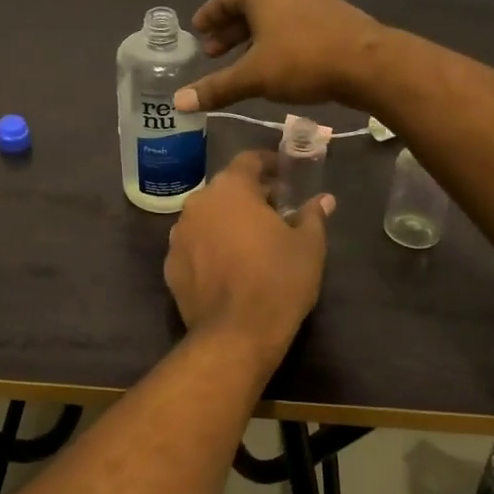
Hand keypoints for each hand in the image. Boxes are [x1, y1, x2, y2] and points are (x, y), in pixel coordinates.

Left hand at [163, 152, 333, 361]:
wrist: (236, 334)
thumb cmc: (279, 279)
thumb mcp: (308, 245)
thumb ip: (313, 215)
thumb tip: (324, 200)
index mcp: (230, 188)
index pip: (249, 160)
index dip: (269, 163)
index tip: (285, 173)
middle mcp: (198, 203)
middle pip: (226, 189)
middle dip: (249, 195)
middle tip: (275, 210)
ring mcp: (179, 234)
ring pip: (207, 217)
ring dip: (227, 221)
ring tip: (251, 240)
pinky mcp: (170, 265)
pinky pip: (195, 245)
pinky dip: (210, 247)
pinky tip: (228, 266)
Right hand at [173, 0, 385, 114]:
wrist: (369, 64)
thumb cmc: (302, 61)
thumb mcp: (253, 77)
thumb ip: (216, 88)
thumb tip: (178, 102)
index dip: (209, 16)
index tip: (197, 30)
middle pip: (249, 6)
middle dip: (229, 30)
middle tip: (213, 53)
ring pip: (273, 16)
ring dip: (253, 36)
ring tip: (242, 61)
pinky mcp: (333, 17)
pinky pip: (293, 24)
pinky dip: (277, 39)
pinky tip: (277, 63)